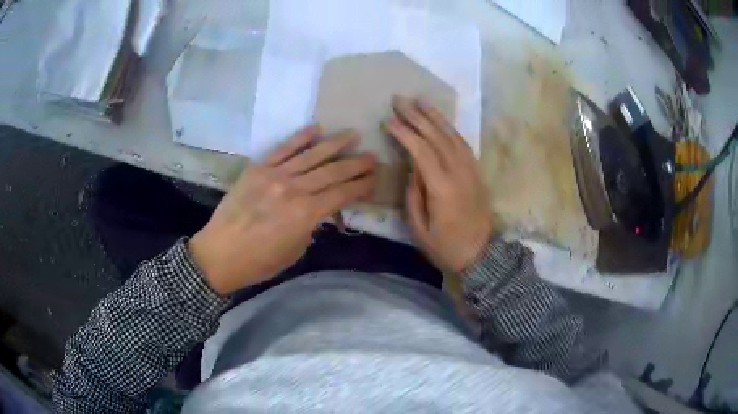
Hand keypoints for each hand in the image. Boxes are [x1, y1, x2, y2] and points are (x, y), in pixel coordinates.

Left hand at [189, 126, 376, 294]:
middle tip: (372, 156)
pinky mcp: (258, 168)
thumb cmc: (260, 261)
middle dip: (356, 164)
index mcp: (306, 214)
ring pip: (312, 154)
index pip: (342, 194)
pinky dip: (301, 137)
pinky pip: (283, 148)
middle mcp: (294, 189)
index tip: (374, 178)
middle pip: (332, 171)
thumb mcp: (296, 249)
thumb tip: (322, 208)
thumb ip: (312, 224)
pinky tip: (316, 128)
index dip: (361, 185)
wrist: (220, 253)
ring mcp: (275, 175)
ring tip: (353, 134)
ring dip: (335, 143)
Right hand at [387, 96, 494, 273]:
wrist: (481, 255)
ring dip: (436, 116)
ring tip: (420, 100)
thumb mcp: (419, 229)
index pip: (422, 151)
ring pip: (453, 136)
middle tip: (400, 100)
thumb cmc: (446, 247)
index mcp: (443, 189)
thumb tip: (412, 169)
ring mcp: (471, 171)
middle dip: (417, 116)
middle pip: (437, 137)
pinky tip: (441, 120)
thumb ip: (413, 196)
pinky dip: (450, 128)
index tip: (389, 120)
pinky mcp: (477, 172)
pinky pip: (463, 144)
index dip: (405, 133)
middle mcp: (459, 173)